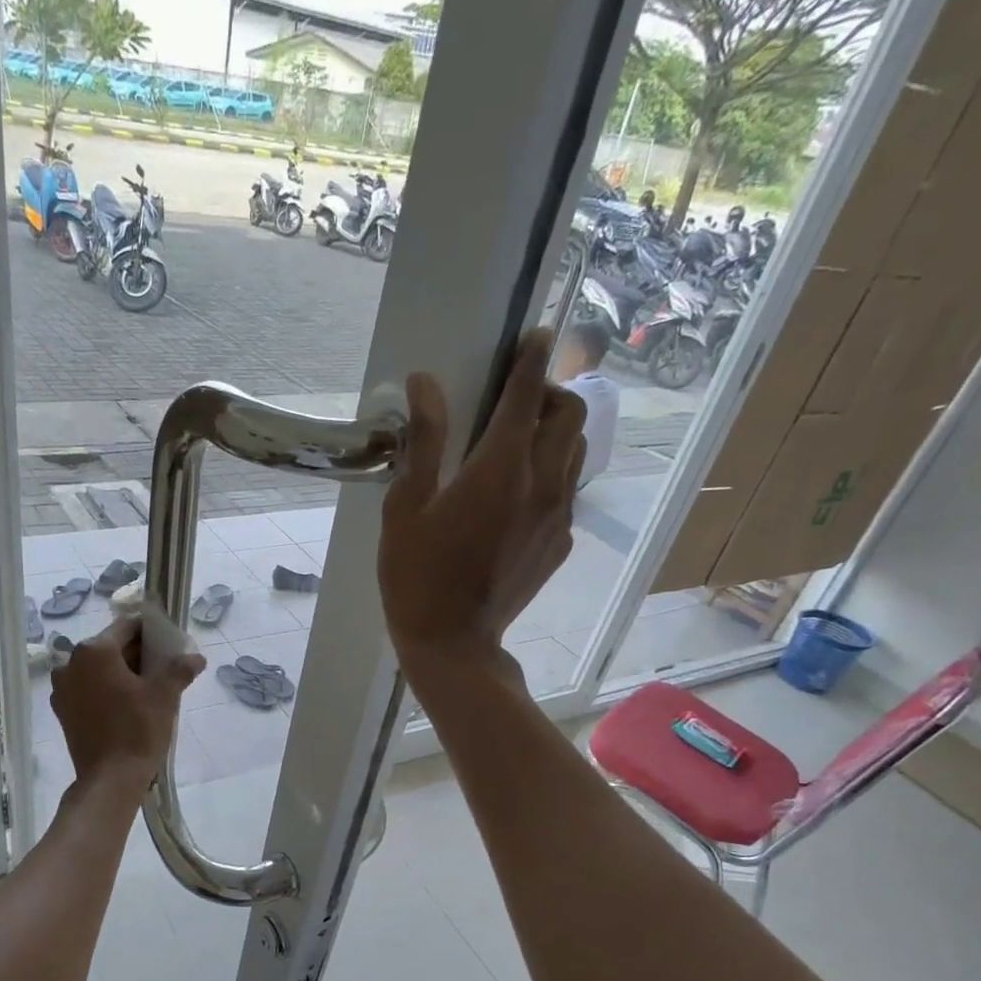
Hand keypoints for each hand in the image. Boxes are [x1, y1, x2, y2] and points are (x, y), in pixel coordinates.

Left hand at [50, 615, 204, 796]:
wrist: (111, 779)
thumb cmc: (138, 729)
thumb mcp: (165, 695)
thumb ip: (180, 669)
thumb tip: (196, 657)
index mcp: (95, 650)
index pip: (127, 627)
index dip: (150, 632)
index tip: (168, 644)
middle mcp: (71, 663)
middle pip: (110, 647)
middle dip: (136, 655)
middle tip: (162, 669)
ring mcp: (62, 688)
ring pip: (97, 669)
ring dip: (120, 673)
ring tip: (146, 690)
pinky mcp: (62, 711)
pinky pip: (87, 689)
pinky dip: (104, 690)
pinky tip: (125, 706)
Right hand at [379, 327, 586, 680]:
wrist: (453, 644)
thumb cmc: (417, 575)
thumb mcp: (406, 507)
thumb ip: (424, 441)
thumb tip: (424, 383)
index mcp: (500, 467)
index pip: (527, 392)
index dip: (530, 357)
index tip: (532, 336)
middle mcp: (542, 482)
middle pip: (570, 413)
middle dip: (550, 392)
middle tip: (517, 400)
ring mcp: (558, 515)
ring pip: (575, 452)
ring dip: (555, 433)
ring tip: (520, 443)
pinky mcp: (560, 543)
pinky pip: (567, 491)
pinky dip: (550, 474)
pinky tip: (517, 497)